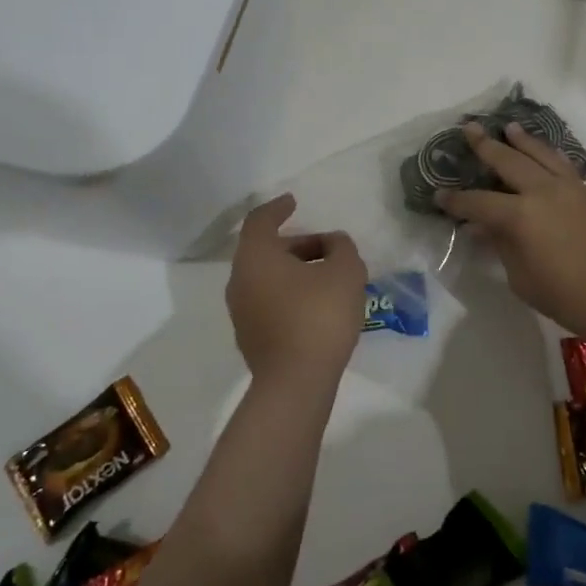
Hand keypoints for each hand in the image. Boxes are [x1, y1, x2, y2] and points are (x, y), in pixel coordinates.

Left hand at [225, 195, 367, 389]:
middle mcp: (240, 280)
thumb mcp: (345, 271)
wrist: (296, 383)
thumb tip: (333, 244)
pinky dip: (290, 293)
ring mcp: (242, 312)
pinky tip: (318, 305)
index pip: (260, 220)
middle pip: (265, 250)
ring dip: (295, 270)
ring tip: (328, 277)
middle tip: (328, 247)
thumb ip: (342, 247)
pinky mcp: (251, 338)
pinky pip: (269, 302)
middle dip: (297, 244)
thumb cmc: (319, 316)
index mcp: (256, 257)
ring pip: (267, 278)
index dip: (278, 208)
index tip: (294, 202)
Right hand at [437, 122, 585, 345]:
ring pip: (541, 154)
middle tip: (469, 129)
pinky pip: (563, 166)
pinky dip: (548, 156)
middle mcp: (543, 192)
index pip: (478, 202)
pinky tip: (543, 155)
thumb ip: (501, 246)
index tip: (440, 194)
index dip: (456, 200)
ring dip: (522, 140)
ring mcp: (570, 188)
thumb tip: (482, 228)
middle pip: (508, 161)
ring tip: (509, 128)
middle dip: (485, 146)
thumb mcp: (522, 278)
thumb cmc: (567, 297)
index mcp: (520, 216)